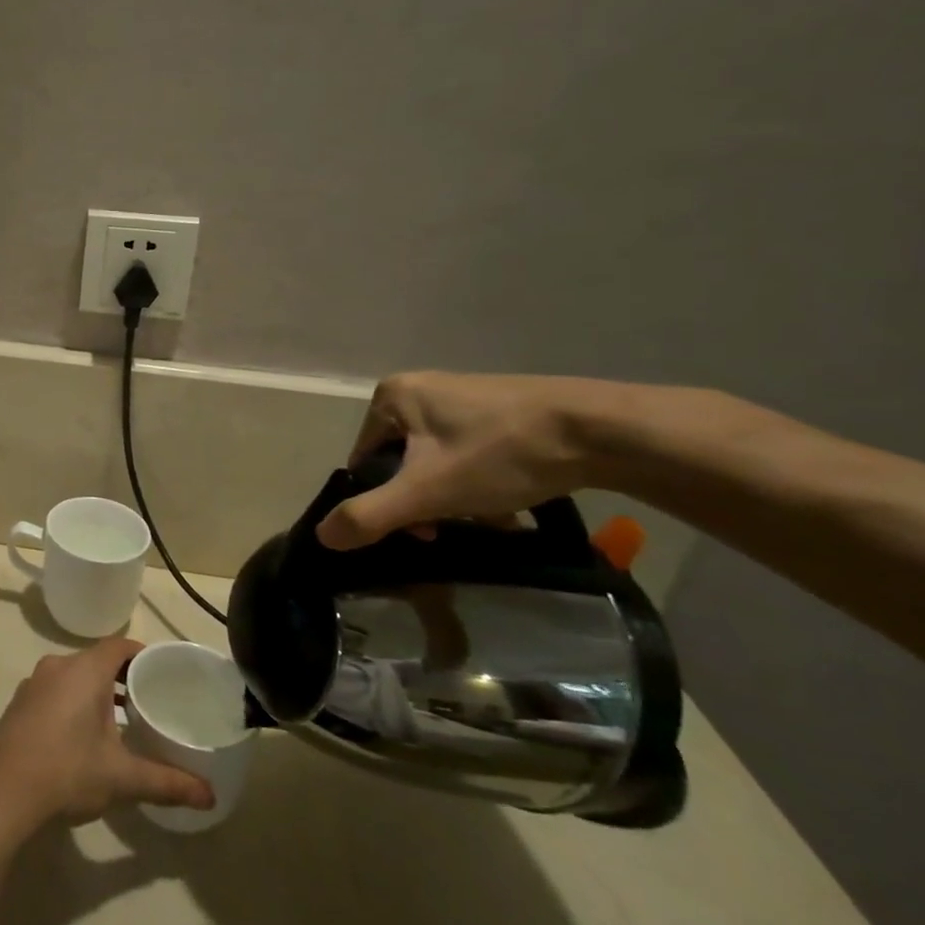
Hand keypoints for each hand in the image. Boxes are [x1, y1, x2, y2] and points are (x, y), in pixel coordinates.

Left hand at [0, 638, 213, 839]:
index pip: (119, 646)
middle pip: (97, 659)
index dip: (143, 655)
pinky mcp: (20, 705)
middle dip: (124, 677)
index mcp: (84, 670)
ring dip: (99, 692)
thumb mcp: (122, 778)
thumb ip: (167, 782)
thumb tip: (210, 796)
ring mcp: (34, 684)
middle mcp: (57, 666)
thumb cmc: (66, 771)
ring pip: (75, 676)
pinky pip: (57, 691)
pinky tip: (87, 737)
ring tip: (125, 721)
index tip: (165, 674)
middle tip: (152, 701)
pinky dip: (76, 702)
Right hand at [317, 372, 609, 549]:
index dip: (385, 501)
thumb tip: (322, 536)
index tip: (422, 528)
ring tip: (490, 517)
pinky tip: (508, 502)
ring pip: (436, 461)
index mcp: (390, 396)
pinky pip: (468, 451)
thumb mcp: (427, 491)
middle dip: (425, 501)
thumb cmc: (500, 454)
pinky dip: (480, 480)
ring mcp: (461, 394)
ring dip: (454, 496)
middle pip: (400, 462)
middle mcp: (419, 387)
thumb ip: (370, 515)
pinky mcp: (499, 406)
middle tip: (455, 526)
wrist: (603, 430)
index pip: (364, 461)